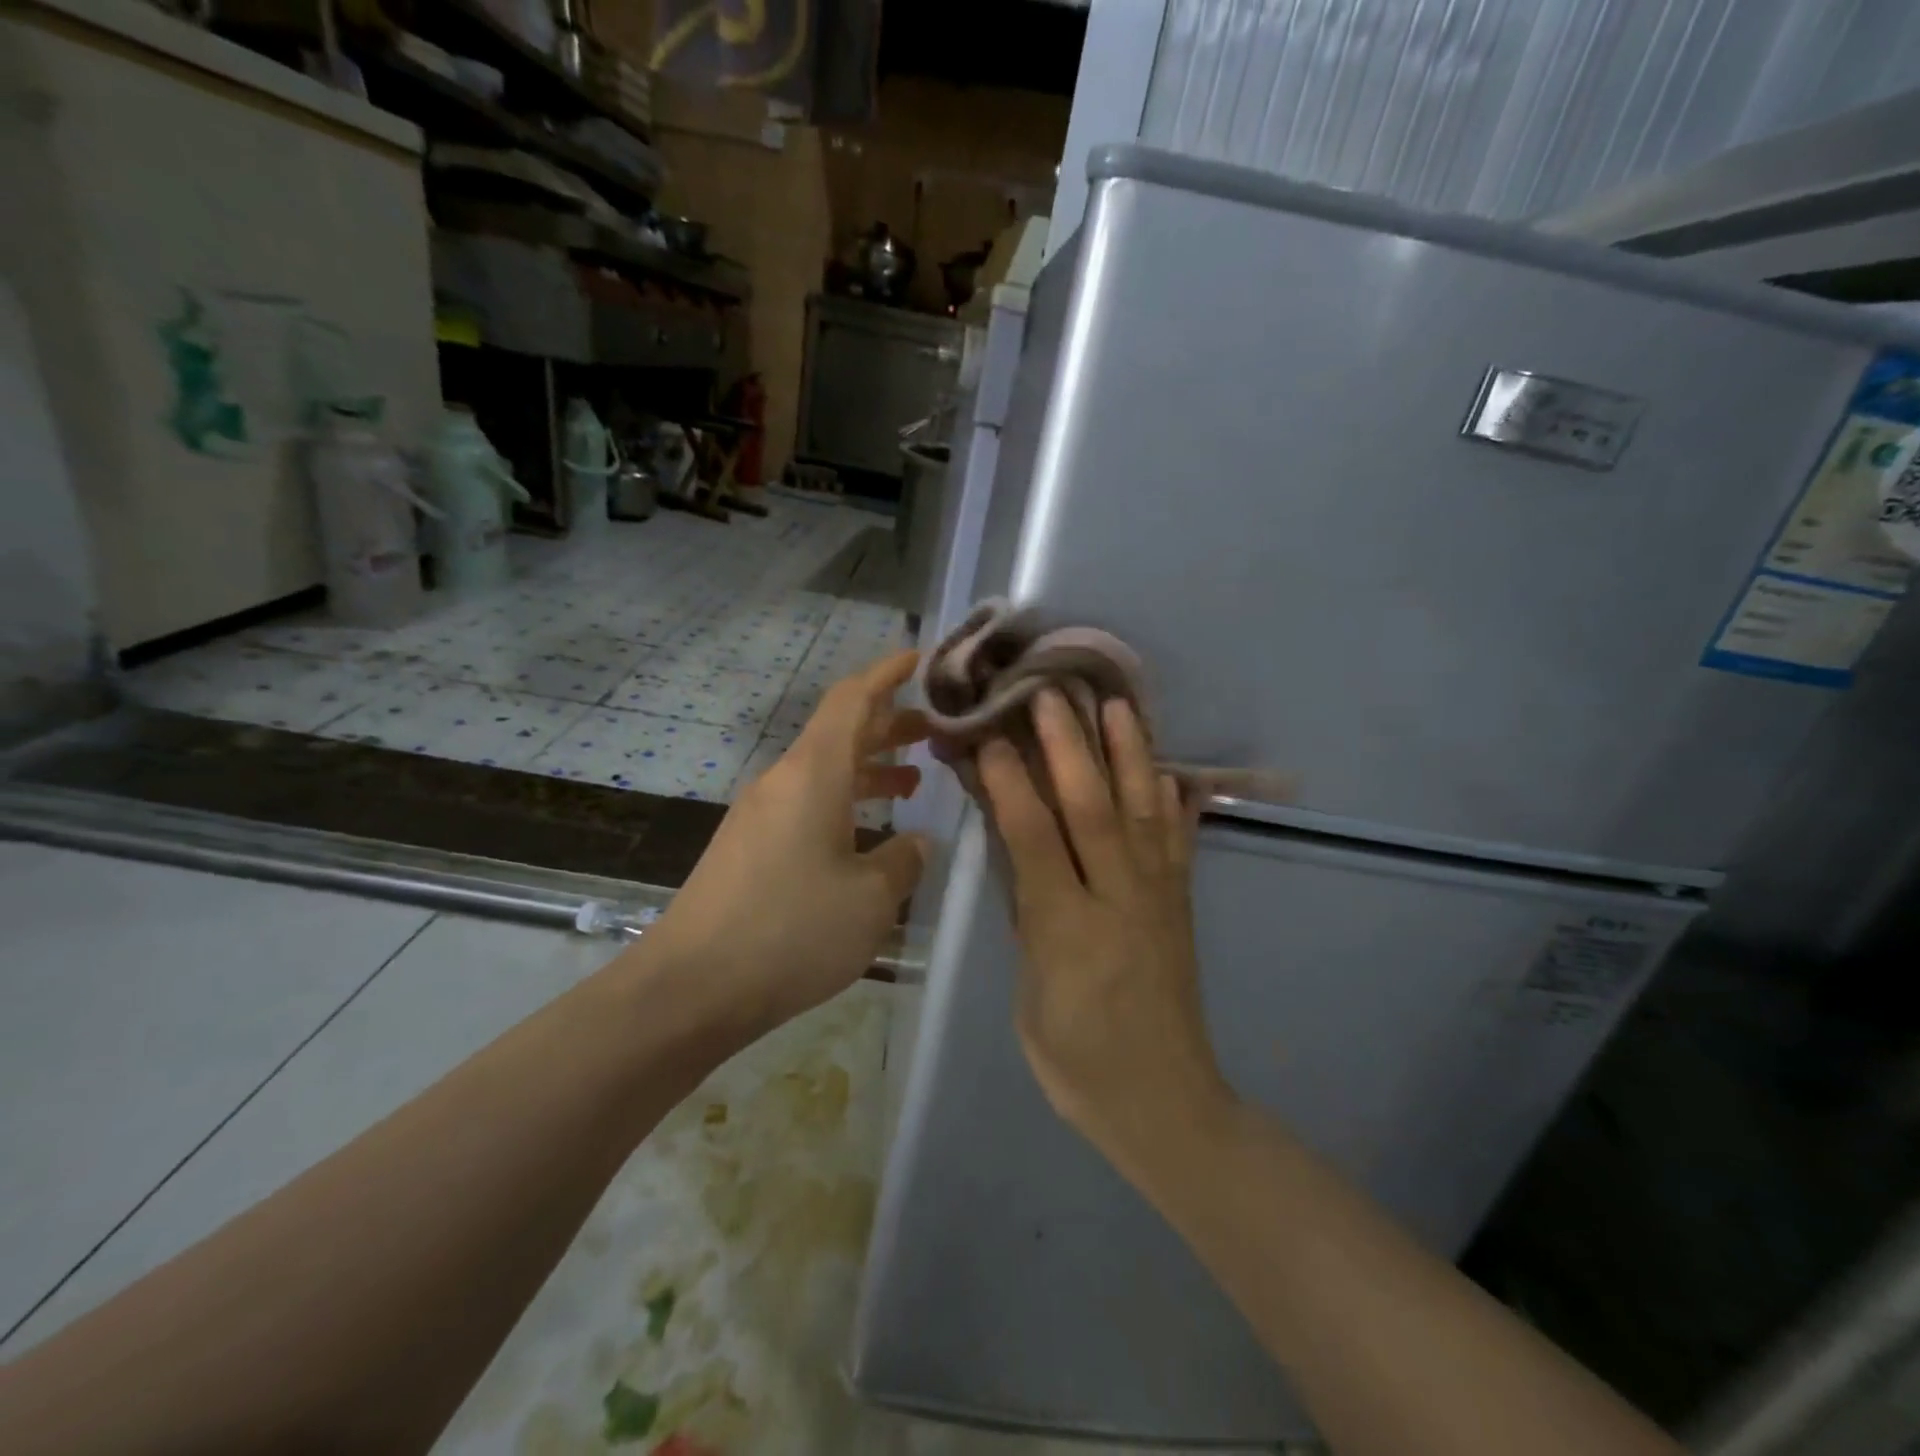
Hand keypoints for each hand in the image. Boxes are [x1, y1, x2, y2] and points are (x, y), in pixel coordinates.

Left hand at [645, 651, 930, 1031]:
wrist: (690, 987)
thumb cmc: (791, 931)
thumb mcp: (870, 898)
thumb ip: (903, 859)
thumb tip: (915, 842)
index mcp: (813, 773)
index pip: (852, 699)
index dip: (886, 673)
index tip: (918, 658)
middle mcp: (783, 780)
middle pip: (840, 731)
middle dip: (889, 724)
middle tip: (935, 729)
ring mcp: (761, 813)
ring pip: (824, 769)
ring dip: (869, 766)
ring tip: (914, 780)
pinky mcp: (749, 845)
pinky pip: (807, 802)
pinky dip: (845, 800)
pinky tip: (868, 831)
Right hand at [977, 691, 1234, 1172]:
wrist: (1164, 1103)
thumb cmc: (1077, 1062)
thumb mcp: (1030, 996)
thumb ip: (1025, 918)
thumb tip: (1015, 853)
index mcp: (1068, 931)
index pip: (1034, 840)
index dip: (1011, 784)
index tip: (991, 737)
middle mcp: (1119, 902)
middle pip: (1092, 810)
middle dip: (1069, 747)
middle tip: (1051, 694)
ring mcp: (1159, 899)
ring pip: (1143, 812)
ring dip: (1129, 754)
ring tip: (1118, 704)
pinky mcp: (1182, 907)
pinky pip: (1179, 843)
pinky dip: (1172, 802)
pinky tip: (1167, 771)